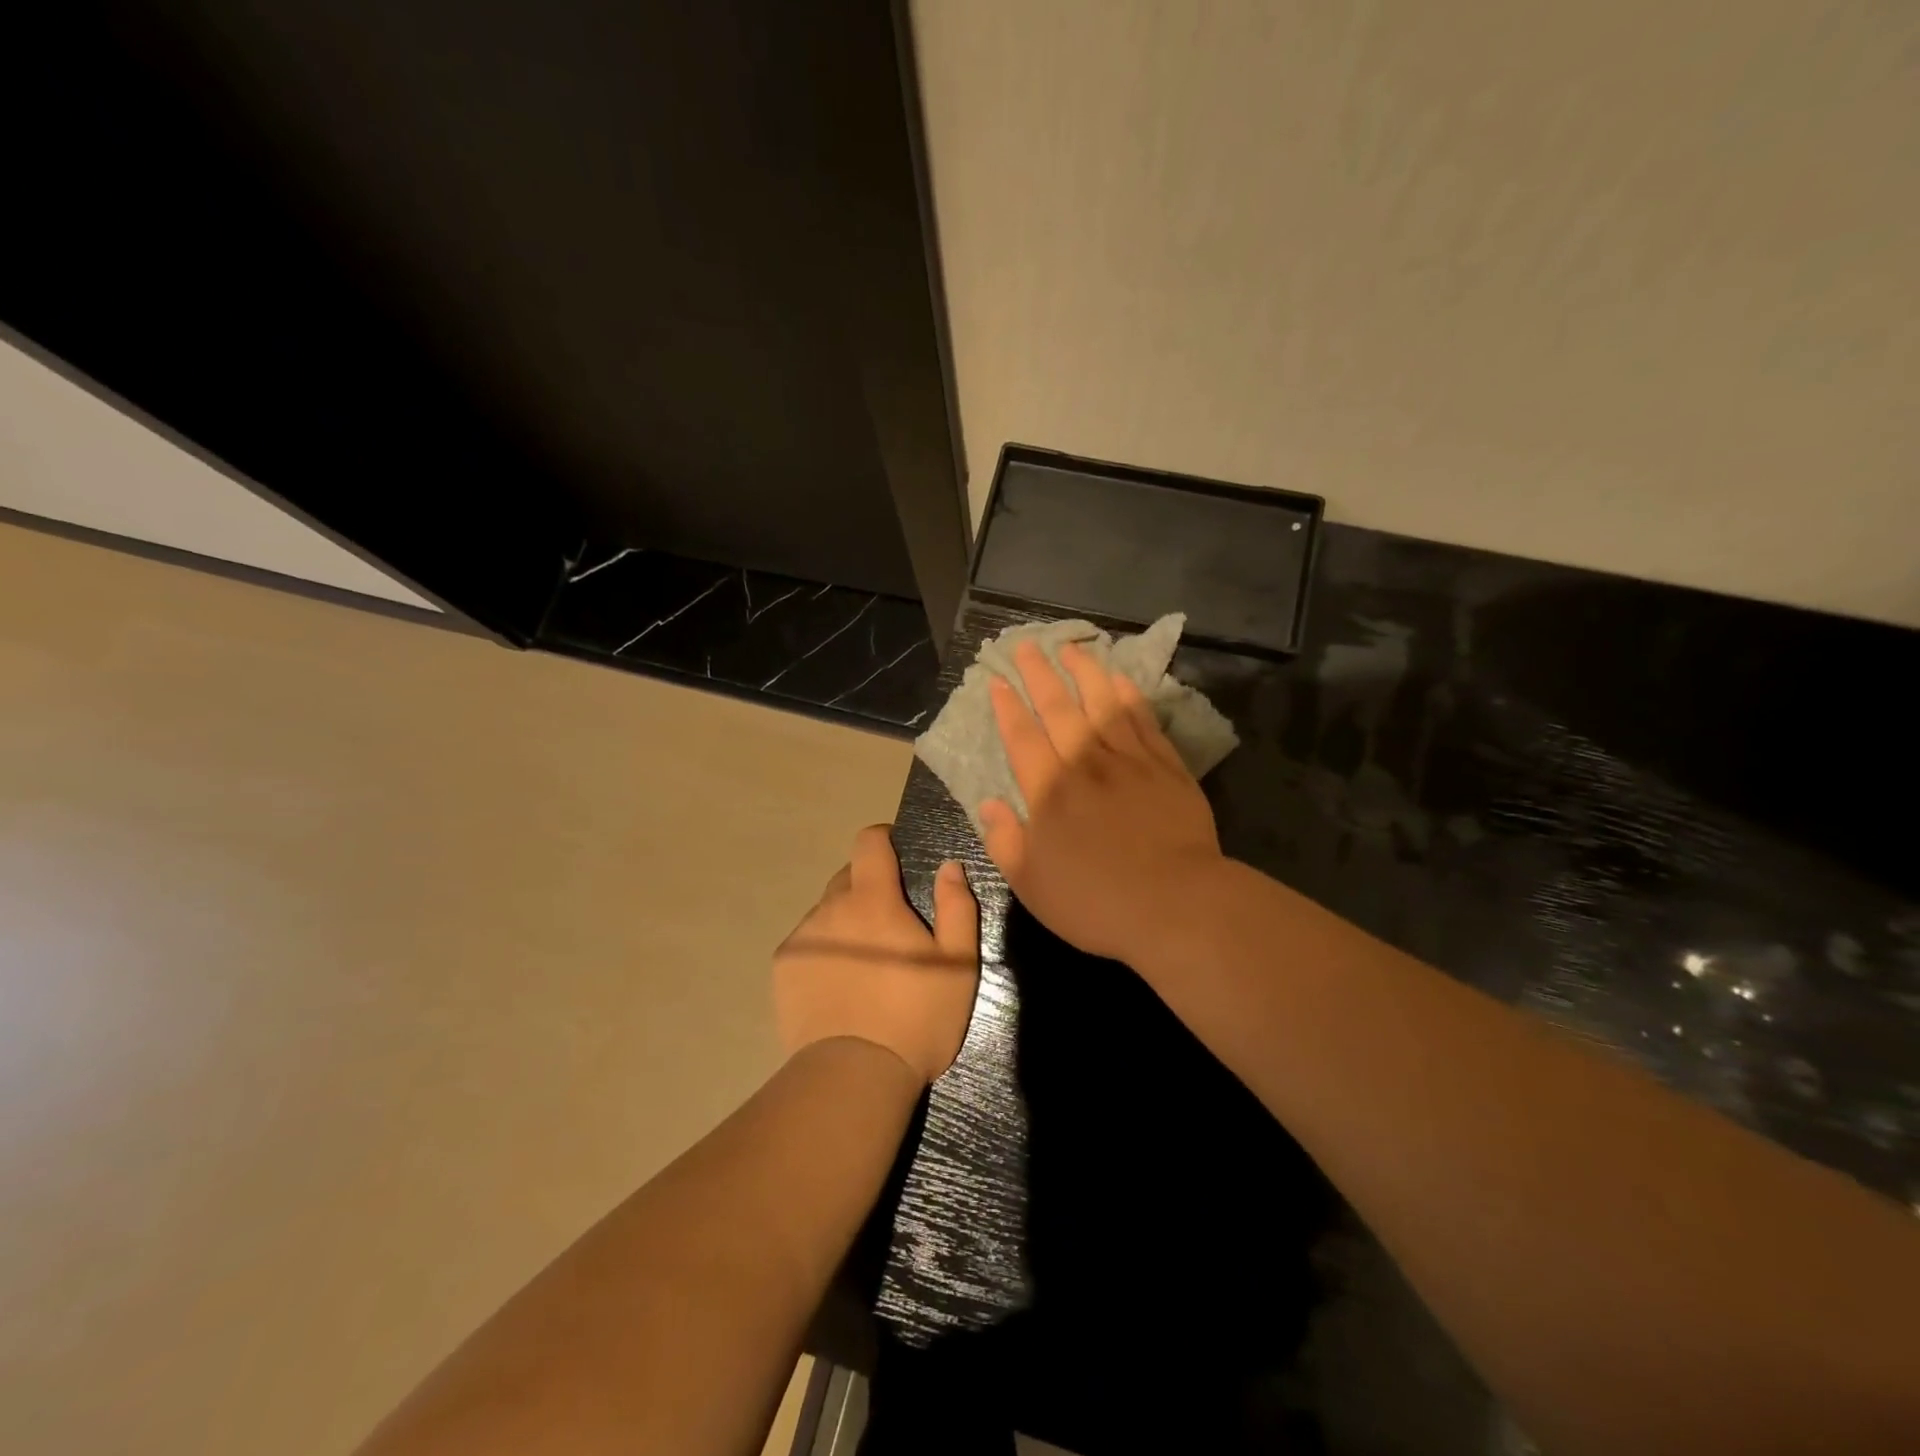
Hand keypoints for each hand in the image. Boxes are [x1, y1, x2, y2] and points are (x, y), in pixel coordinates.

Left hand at [773, 825, 979, 1084]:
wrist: (855, 1076)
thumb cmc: (916, 1017)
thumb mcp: (958, 963)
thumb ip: (956, 906)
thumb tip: (949, 866)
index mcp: (873, 899)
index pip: (868, 842)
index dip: (883, 840)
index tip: (897, 856)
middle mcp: (830, 908)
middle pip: (848, 877)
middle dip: (869, 888)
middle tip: (891, 925)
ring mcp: (801, 938)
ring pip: (826, 911)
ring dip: (846, 921)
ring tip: (865, 963)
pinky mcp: (782, 968)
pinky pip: (807, 941)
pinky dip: (824, 949)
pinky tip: (839, 984)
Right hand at [981, 641, 1225, 963]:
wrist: (1174, 904)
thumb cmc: (1095, 901)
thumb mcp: (1031, 884)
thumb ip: (1005, 841)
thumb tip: (988, 805)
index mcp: (1048, 791)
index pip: (1022, 737)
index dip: (1007, 707)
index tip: (998, 681)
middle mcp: (1085, 764)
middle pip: (1058, 708)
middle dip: (1039, 674)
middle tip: (1027, 645)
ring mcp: (1129, 761)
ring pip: (1102, 703)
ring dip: (1085, 672)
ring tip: (1072, 648)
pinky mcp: (1166, 767)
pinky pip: (1143, 720)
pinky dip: (1129, 696)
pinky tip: (1120, 680)